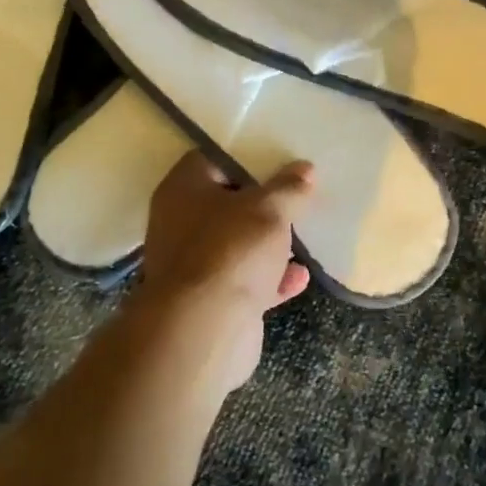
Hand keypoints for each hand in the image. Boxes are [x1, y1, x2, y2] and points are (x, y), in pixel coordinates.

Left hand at [134, 151, 314, 389]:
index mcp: (184, 189)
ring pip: (237, 243)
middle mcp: (181, 222)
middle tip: (298, 192)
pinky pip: (246, 279)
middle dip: (263, 202)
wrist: (205, 330)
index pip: (213, 158)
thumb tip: (304, 169)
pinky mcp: (211, 299)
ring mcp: (194, 264)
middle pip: (227, 202)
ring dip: (269, 242)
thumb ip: (288, 187)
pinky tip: (300, 276)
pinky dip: (271, 278)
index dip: (247, 155)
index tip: (280, 156)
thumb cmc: (231, 251)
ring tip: (304, 233)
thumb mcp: (269, 209)